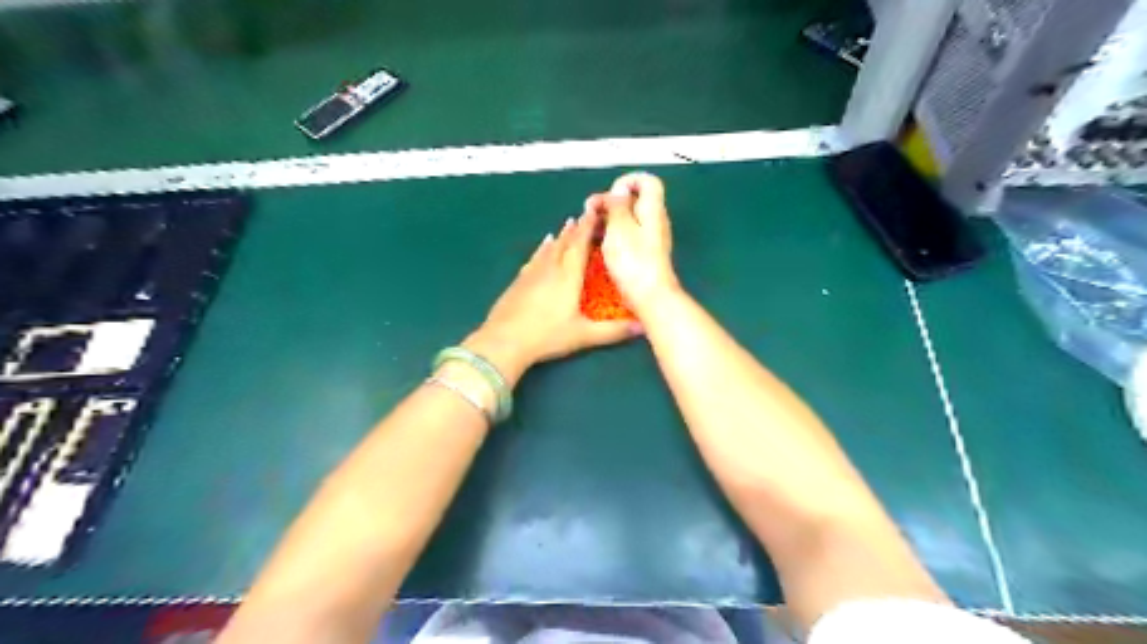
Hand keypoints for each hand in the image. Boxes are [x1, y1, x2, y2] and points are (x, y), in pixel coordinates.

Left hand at [464, 212, 644, 383]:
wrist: (504, 341)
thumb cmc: (547, 336)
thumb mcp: (583, 335)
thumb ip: (613, 331)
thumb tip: (643, 326)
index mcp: (568, 277)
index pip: (580, 246)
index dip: (588, 228)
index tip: (595, 212)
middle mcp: (550, 269)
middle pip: (564, 243)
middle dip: (575, 228)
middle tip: (584, 215)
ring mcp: (531, 274)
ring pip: (549, 249)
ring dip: (559, 236)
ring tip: (566, 225)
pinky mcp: (518, 282)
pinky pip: (534, 258)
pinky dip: (541, 249)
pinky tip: (542, 246)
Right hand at [586, 170, 672, 311]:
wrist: (650, 296)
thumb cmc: (633, 261)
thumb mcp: (619, 227)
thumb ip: (618, 205)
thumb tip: (619, 189)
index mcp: (652, 209)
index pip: (647, 181)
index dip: (627, 181)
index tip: (609, 195)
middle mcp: (654, 221)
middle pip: (633, 201)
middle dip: (610, 202)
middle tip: (589, 211)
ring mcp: (650, 239)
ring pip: (627, 220)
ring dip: (607, 220)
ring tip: (588, 228)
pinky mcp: (643, 255)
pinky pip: (627, 237)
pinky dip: (612, 235)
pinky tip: (597, 244)